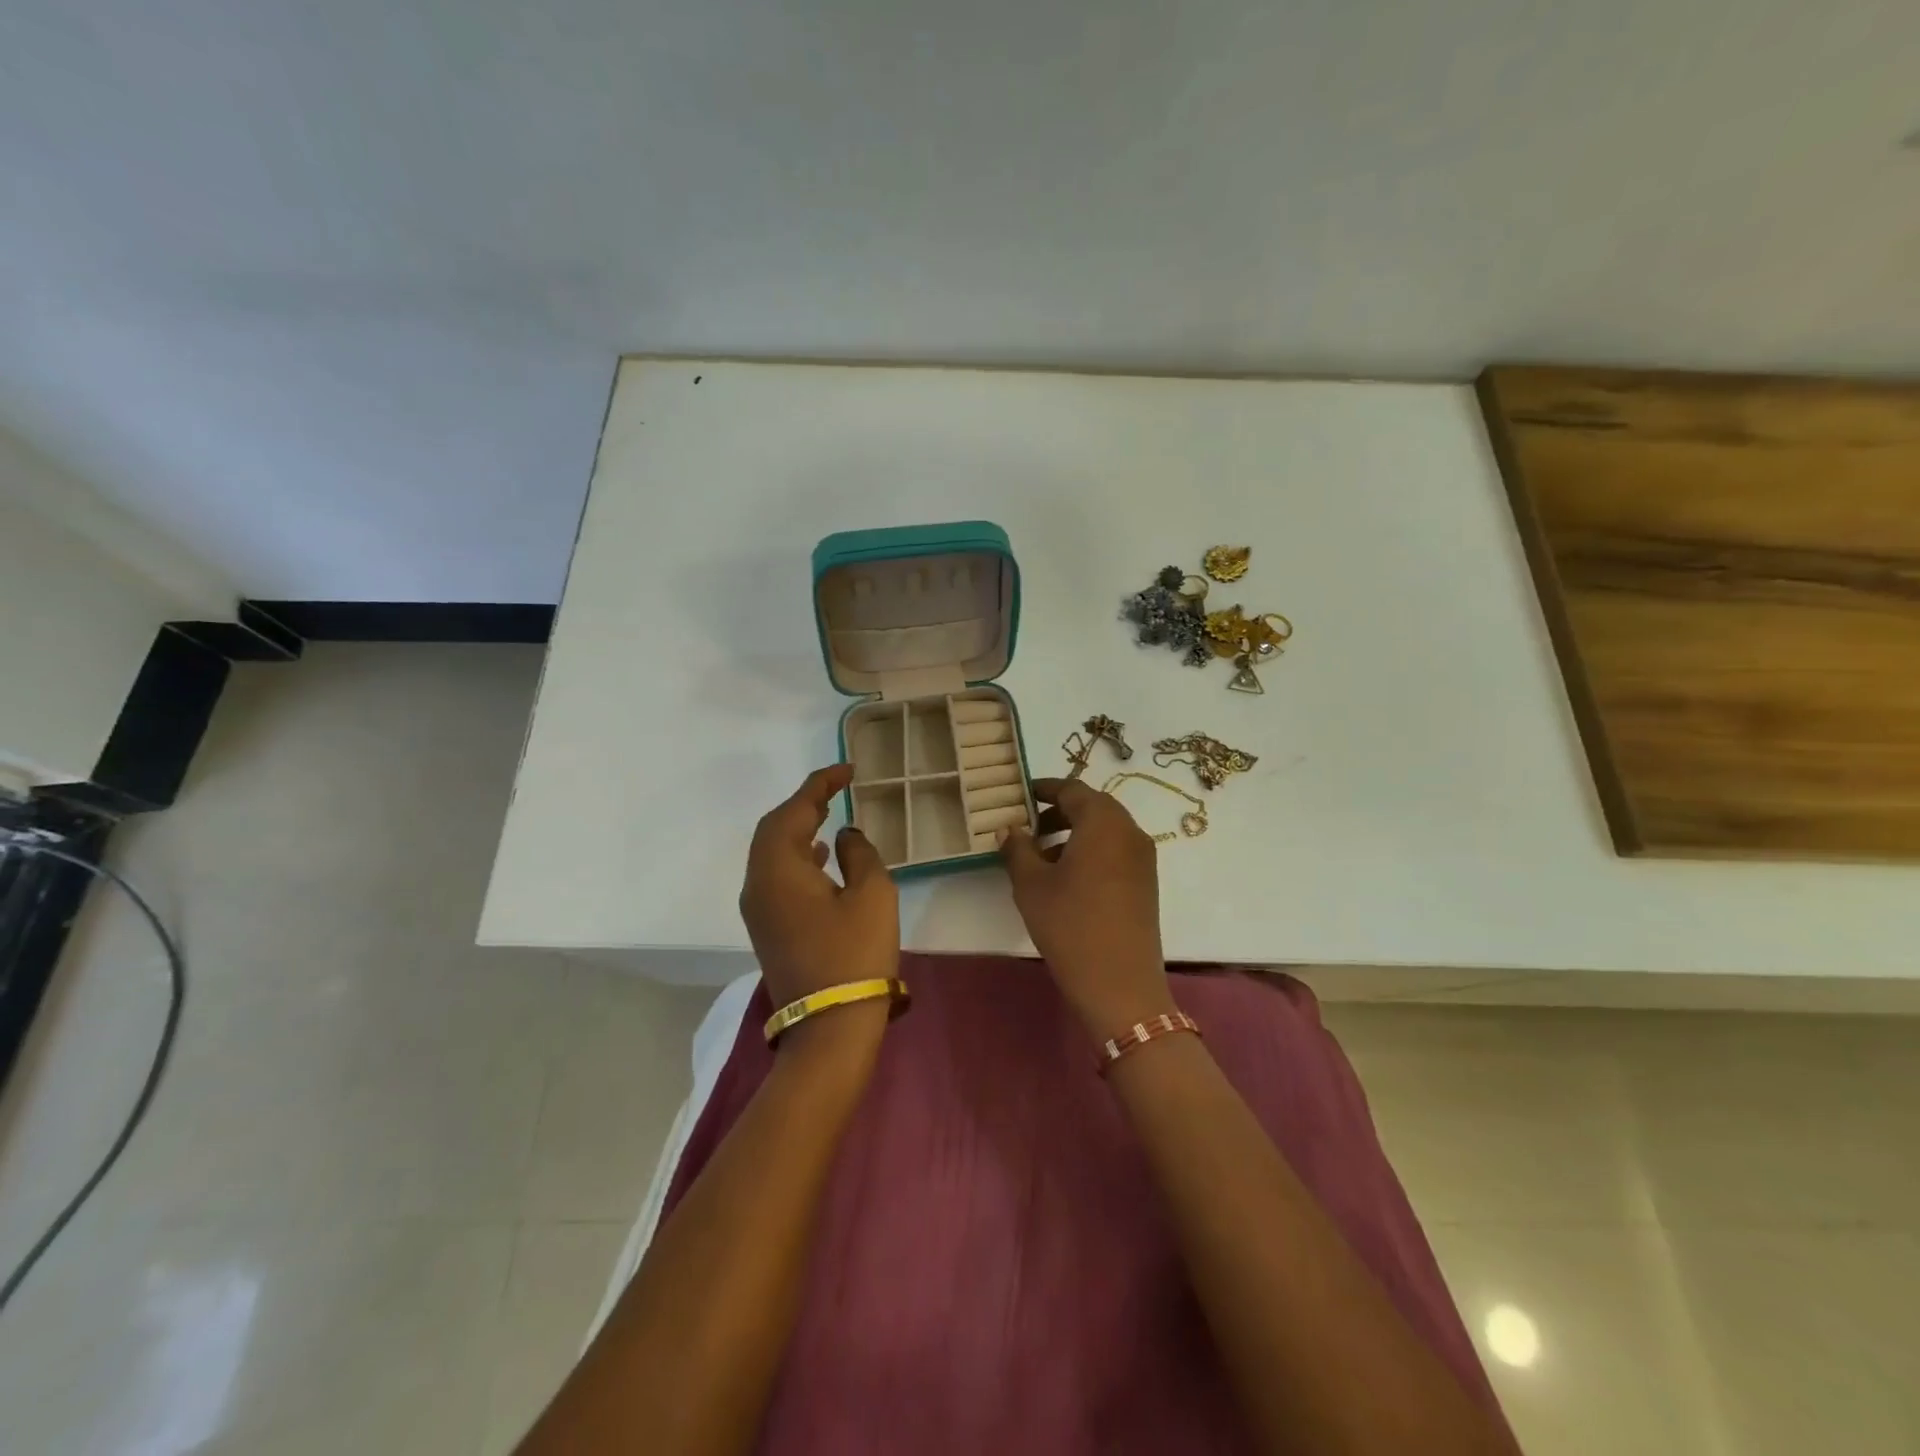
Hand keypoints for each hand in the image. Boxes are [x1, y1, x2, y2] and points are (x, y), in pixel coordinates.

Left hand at [740, 765, 899, 1013]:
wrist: (830, 1026)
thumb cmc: (855, 954)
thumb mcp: (872, 894)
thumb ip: (860, 853)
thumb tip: (846, 836)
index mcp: (778, 869)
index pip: (793, 811)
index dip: (819, 785)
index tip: (847, 770)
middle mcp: (757, 884)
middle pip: (773, 829)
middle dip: (803, 805)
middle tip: (836, 790)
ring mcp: (758, 909)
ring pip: (772, 854)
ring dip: (799, 830)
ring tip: (831, 816)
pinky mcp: (768, 928)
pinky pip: (777, 877)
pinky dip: (798, 857)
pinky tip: (824, 859)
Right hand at [999, 776, 1175, 1043]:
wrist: (1119, 984)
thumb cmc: (1070, 924)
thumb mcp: (1031, 884)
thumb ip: (1017, 848)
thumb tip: (1009, 829)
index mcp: (1103, 821)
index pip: (1072, 789)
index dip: (1043, 788)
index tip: (1019, 795)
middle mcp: (1129, 831)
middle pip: (1092, 807)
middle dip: (1058, 812)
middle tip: (1027, 827)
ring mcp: (1143, 858)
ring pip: (1105, 830)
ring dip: (1073, 833)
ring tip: (1041, 856)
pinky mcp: (1146, 883)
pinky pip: (1115, 851)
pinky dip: (1090, 851)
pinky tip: (1066, 878)